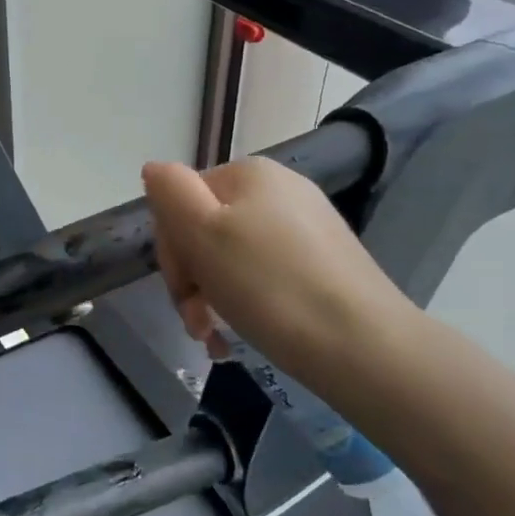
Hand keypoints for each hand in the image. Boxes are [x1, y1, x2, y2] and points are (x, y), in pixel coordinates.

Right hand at [141, 157, 421, 383]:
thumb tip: (153, 170)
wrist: (361, 345)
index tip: (182, 291)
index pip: (181, 202)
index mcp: (248, 174)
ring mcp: (306, 226)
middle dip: (192, 279)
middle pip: (207, 230)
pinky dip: (246, 305)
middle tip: (198, 323)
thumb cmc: (268, 286)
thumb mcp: (201, 232)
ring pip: (232, 259)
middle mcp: (280, 190)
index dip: (172, 248)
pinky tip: (240, 336)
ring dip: (212, 299)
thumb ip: (169, 192)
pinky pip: (265, 277)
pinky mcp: (325, 263)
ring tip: (216, 339)